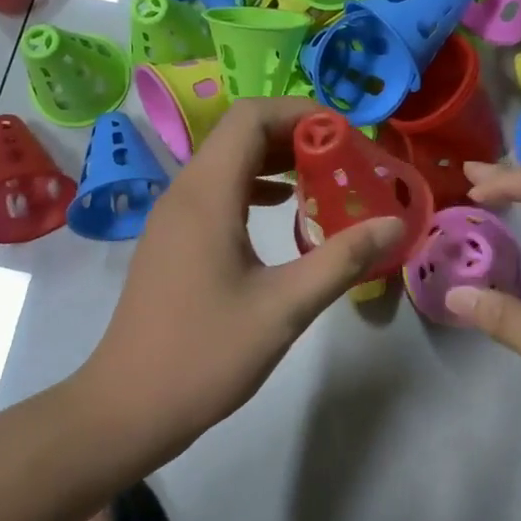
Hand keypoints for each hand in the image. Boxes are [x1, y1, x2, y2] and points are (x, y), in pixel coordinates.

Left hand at [76, 97, 403, 469]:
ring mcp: (174, 215)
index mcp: (207, 194)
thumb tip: (394, 224)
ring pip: (228, 160)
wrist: (126, 408)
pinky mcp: (174, 238)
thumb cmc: (204, 355)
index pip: (251, 117)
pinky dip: (256, 185)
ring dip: (276, 159)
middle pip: (240, 132)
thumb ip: (342, 260)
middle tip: (345, 156)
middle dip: (295, 134)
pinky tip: (285, 209)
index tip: (345, 135)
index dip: (300, 112)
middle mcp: (185, 191)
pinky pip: (218, 189)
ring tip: (324, 177)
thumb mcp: (284, 308)